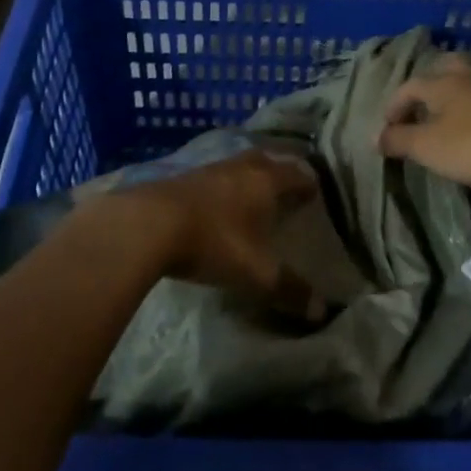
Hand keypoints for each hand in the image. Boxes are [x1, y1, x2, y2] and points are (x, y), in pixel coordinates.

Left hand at [114, 150, 325, 320]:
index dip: (308, 183)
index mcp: (266, 181)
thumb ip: (288, 289)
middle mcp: (241, 167)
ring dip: (249, 176)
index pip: (296, 174)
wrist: (149, 223)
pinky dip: (223, 185)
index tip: (316, 193)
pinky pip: (214, 175)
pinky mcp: (182, 177)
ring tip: (252, 194)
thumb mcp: (255, 273)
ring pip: (238, 165)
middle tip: (286, 188)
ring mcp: (209, 168)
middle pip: (268, 160)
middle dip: (279, 172)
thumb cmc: (214, 242)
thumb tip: (321, 309)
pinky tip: (216, 202)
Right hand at [378, 54, 470, 189]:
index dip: (393, 107)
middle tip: (417, 110)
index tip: (387, 131)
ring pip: (465, 88)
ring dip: (450, 102)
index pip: (408, 87)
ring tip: (443, 123)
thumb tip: (376, 137)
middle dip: (425, 90)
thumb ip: (399, 140)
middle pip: (441, 73)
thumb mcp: (428, 147)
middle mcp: (466, 80)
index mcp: (441, 84)